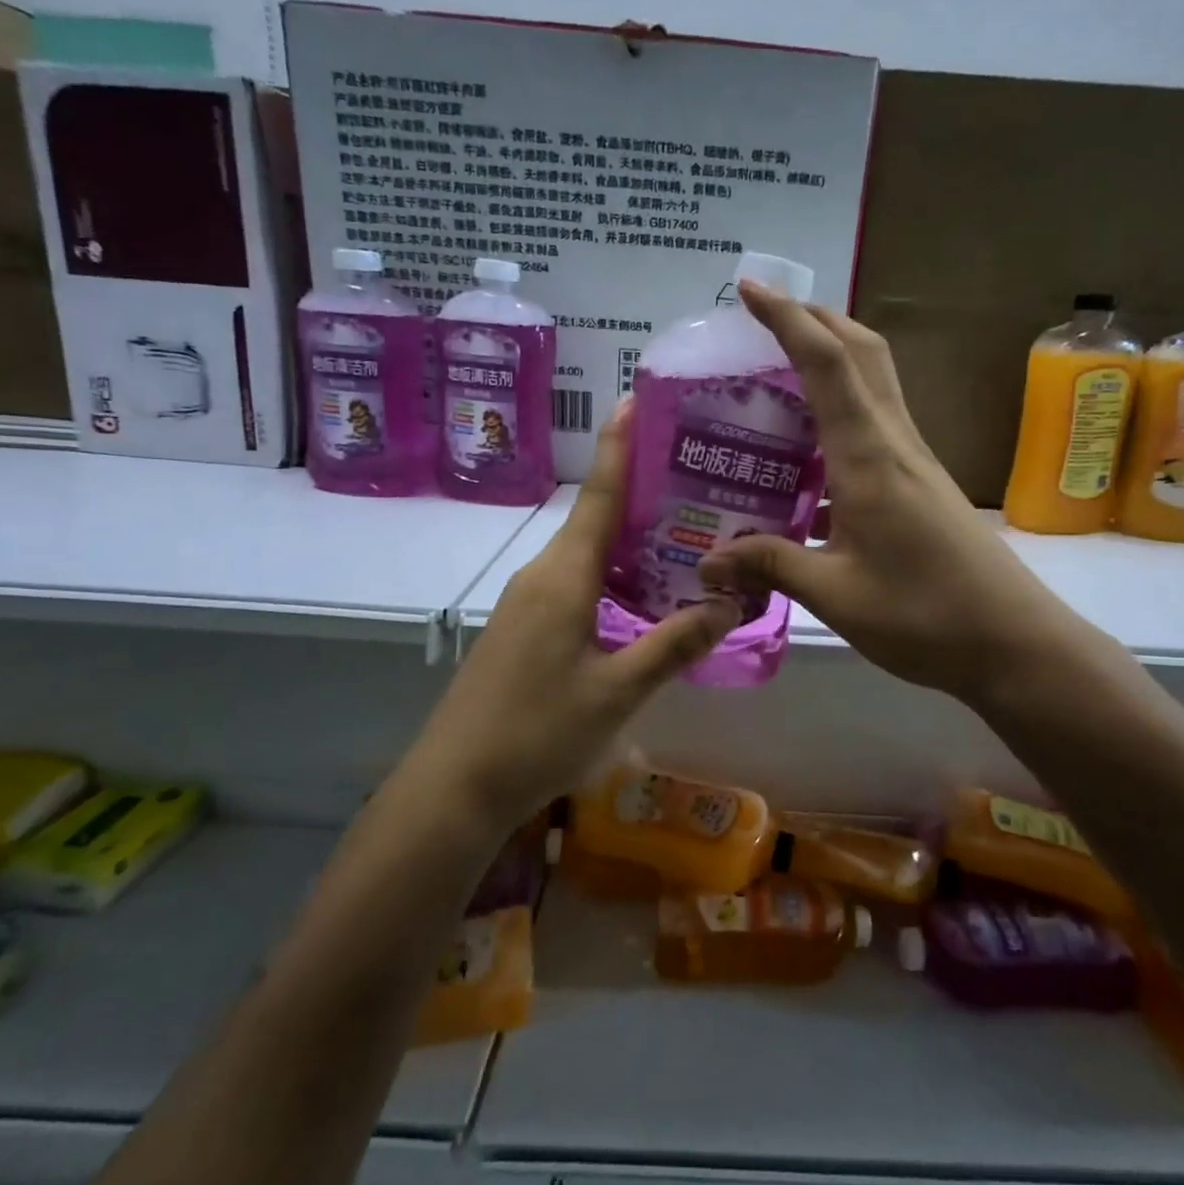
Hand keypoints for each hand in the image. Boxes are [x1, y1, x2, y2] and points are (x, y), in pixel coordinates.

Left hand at [416, 401, 740, 827]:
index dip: (620, 446)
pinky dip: (611, 573)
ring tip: (683, 531)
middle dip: (640, 492)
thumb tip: (729, 604)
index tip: (637, 398)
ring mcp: (527, 602)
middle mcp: (541, 575)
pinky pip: (574, 581)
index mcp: (563, 576)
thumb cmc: (537, 732)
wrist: (455, 786)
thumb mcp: (618, 691)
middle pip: (595, 519)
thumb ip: (674, 644)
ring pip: (585, 554)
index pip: (599, 496)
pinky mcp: (523, 628)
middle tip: (695, 476)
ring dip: (628, 538)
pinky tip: (642, 592)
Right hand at [697, 282, 1103, 704]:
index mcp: (868, 456)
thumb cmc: (925, 615)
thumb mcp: (835, 594)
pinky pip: (874, 425)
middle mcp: (894, 443)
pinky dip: (838, 414)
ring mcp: (913, 462)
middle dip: (814, 318)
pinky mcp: (920, 485)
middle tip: (762, 319)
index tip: (748, 288)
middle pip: (860, 352)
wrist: (1015, 644)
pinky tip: (805, 459)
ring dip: (830, 360)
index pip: (826, 362)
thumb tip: (708, 562)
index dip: (786, 317)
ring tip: (775, 378)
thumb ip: (769, 566)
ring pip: (872, 384)